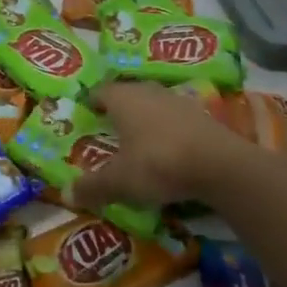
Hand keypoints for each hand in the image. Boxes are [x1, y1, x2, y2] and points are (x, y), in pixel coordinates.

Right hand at [69, 82, 253, 213]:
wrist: (220, 165)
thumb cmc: (158, 163)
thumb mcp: (120, 181)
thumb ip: (93, 187)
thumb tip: (66, 194)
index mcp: (124, 99)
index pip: (102, 91)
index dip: (92, 101)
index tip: (86, 112)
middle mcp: (150, 92)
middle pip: (130, 94)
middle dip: (120, 108)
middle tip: (109, 126)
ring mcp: (180, 102)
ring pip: (155, 104)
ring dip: (146, 118)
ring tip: (138, 139)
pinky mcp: (204, 117)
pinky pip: (177, 120)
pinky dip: (169, 130)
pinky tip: (168, 149)